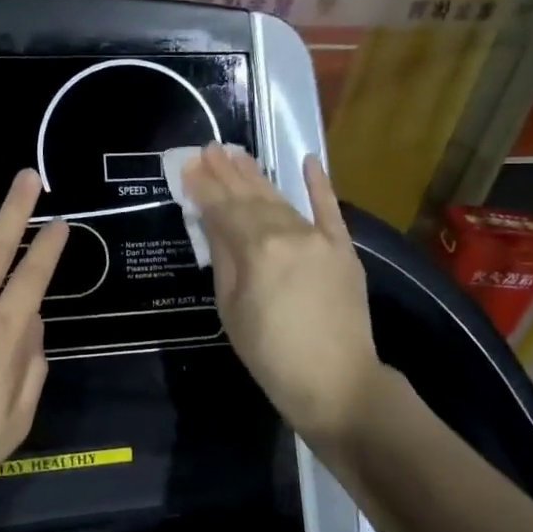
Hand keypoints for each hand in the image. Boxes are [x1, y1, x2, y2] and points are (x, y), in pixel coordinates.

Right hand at [182, 144, 386, 446]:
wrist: (337, 383)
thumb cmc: (270, 354)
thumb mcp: (231, 309)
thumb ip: (224, 258)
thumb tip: (212, 220)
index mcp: (258, 249)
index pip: (224, 210)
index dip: (204, 188)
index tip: (188, 165)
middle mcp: (290, 233)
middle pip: (252, 198)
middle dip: (228, 173)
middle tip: (209, 148)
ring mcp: (320, 239)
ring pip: (282, 201)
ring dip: (258, 177)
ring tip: (238, 154)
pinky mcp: (343, 249)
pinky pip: (330, 210)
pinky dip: (320, 186)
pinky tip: (308, 161)